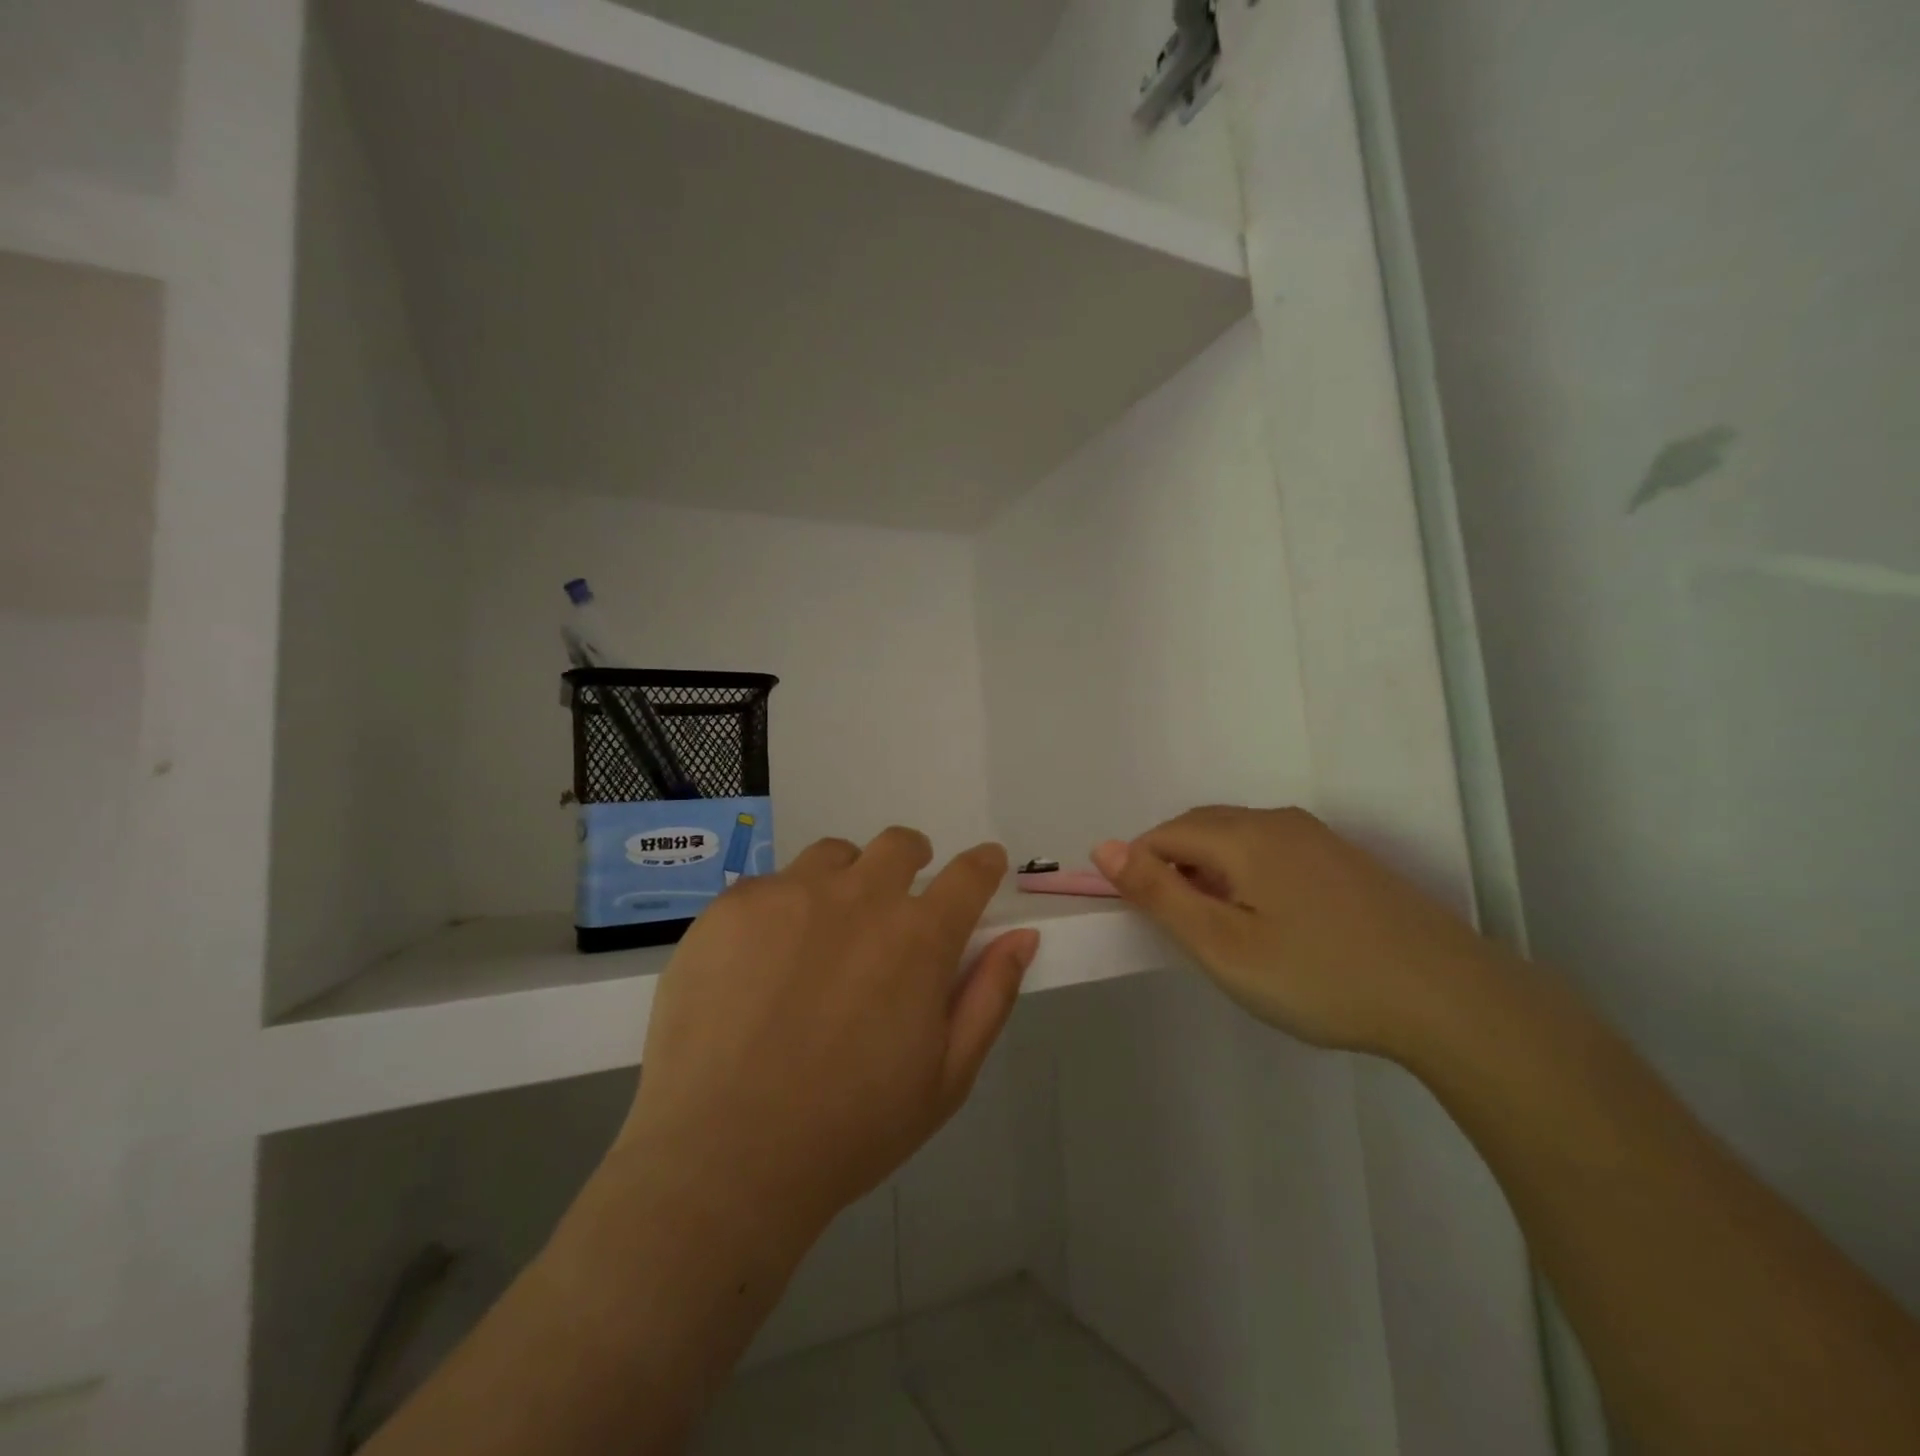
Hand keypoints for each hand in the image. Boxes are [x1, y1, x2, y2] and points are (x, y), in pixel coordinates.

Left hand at [615, 829, 1038, 1253]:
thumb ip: (989, 996)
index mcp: (919, 937)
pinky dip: (782, 910)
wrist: (724, 1157)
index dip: (983, 865)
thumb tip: (1022, 937)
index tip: (984, 865)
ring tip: (825, 932)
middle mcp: (859, 896)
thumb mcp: (946, 1077)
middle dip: (912, 860)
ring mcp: (791, 894)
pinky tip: (762, 963)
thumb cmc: (851, 1128)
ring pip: (834, 856)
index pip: (969, 875)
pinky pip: (770, 885)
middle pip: (899, 845)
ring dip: (846, 879)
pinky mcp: (733, 905)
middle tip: (898, 901)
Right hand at [1092, 806, 1504, 1057]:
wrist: (1450, 998)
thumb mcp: (1223, 946)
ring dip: (1210, 872)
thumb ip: (1159, 894)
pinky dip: (1248, 875)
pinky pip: (1273, 851)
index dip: (1139, 871)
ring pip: (1238, 838)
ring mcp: (1318, 838)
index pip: (1163, 835)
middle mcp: (1278, 821)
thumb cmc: (1319, 977)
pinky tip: (1271, 921)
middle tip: (1179, 930)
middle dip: (1172, 868)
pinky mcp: (1345, 860)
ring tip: (1221, 930)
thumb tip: (1103, 847)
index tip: (1144, 922)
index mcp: (1243, 835)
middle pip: (1200, 829)